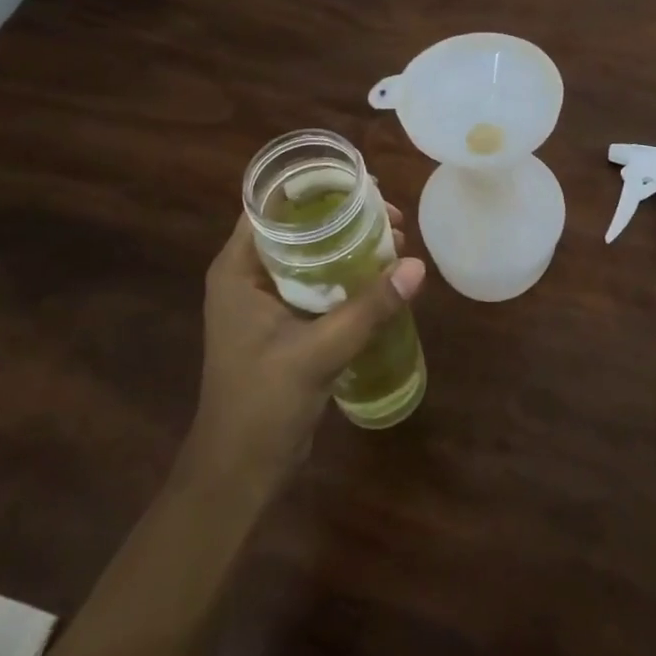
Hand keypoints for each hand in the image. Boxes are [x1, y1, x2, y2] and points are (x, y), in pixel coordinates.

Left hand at [182, 207, 425, 499]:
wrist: (238, 472)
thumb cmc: (261, 405)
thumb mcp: (317, 352)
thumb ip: (367, 309)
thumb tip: (417, 267)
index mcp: (238, 271)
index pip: (270, 207)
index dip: (314, 187)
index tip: (361, 182)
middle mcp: (249, 277)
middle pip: (297, 227)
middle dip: (344, 217)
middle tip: (391, 216)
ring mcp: (265, 301)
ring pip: (311, 255)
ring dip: (350, 246)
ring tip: (396, 242)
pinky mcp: (284, 324)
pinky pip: (318, 284)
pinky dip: (348, 274)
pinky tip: (383, 276)